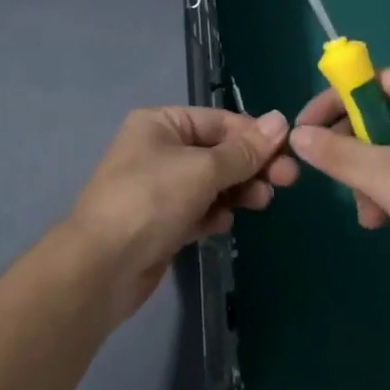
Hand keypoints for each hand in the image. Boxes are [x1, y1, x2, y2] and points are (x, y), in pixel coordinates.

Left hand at [66, 106, 296, 320]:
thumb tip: (280, 120)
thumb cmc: (151, 201)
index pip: (219, 121)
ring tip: (261, 203)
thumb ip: (245, 150)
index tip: (288, 151)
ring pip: (211, 183)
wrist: (101, 269)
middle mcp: (159, 149)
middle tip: (287, 181)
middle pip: (218, 152)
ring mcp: (159, 188)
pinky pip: (198, 209)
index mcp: (161, 124)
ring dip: (237, 191)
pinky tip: (223, 225)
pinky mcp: (161, 222)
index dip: (255, 135)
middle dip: (251, 166)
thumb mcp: (203, 170)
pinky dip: (214, 214)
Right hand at [290, 69, 389, 293]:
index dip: (332, 104)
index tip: (304, 131)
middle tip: (339, 181)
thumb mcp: (385, 178)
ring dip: (370, 177)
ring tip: (370, 214)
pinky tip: (384, 219)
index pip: (368, 82)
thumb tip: (296, 136)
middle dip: (354, 153)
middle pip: (377, 115)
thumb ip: (337, 154)